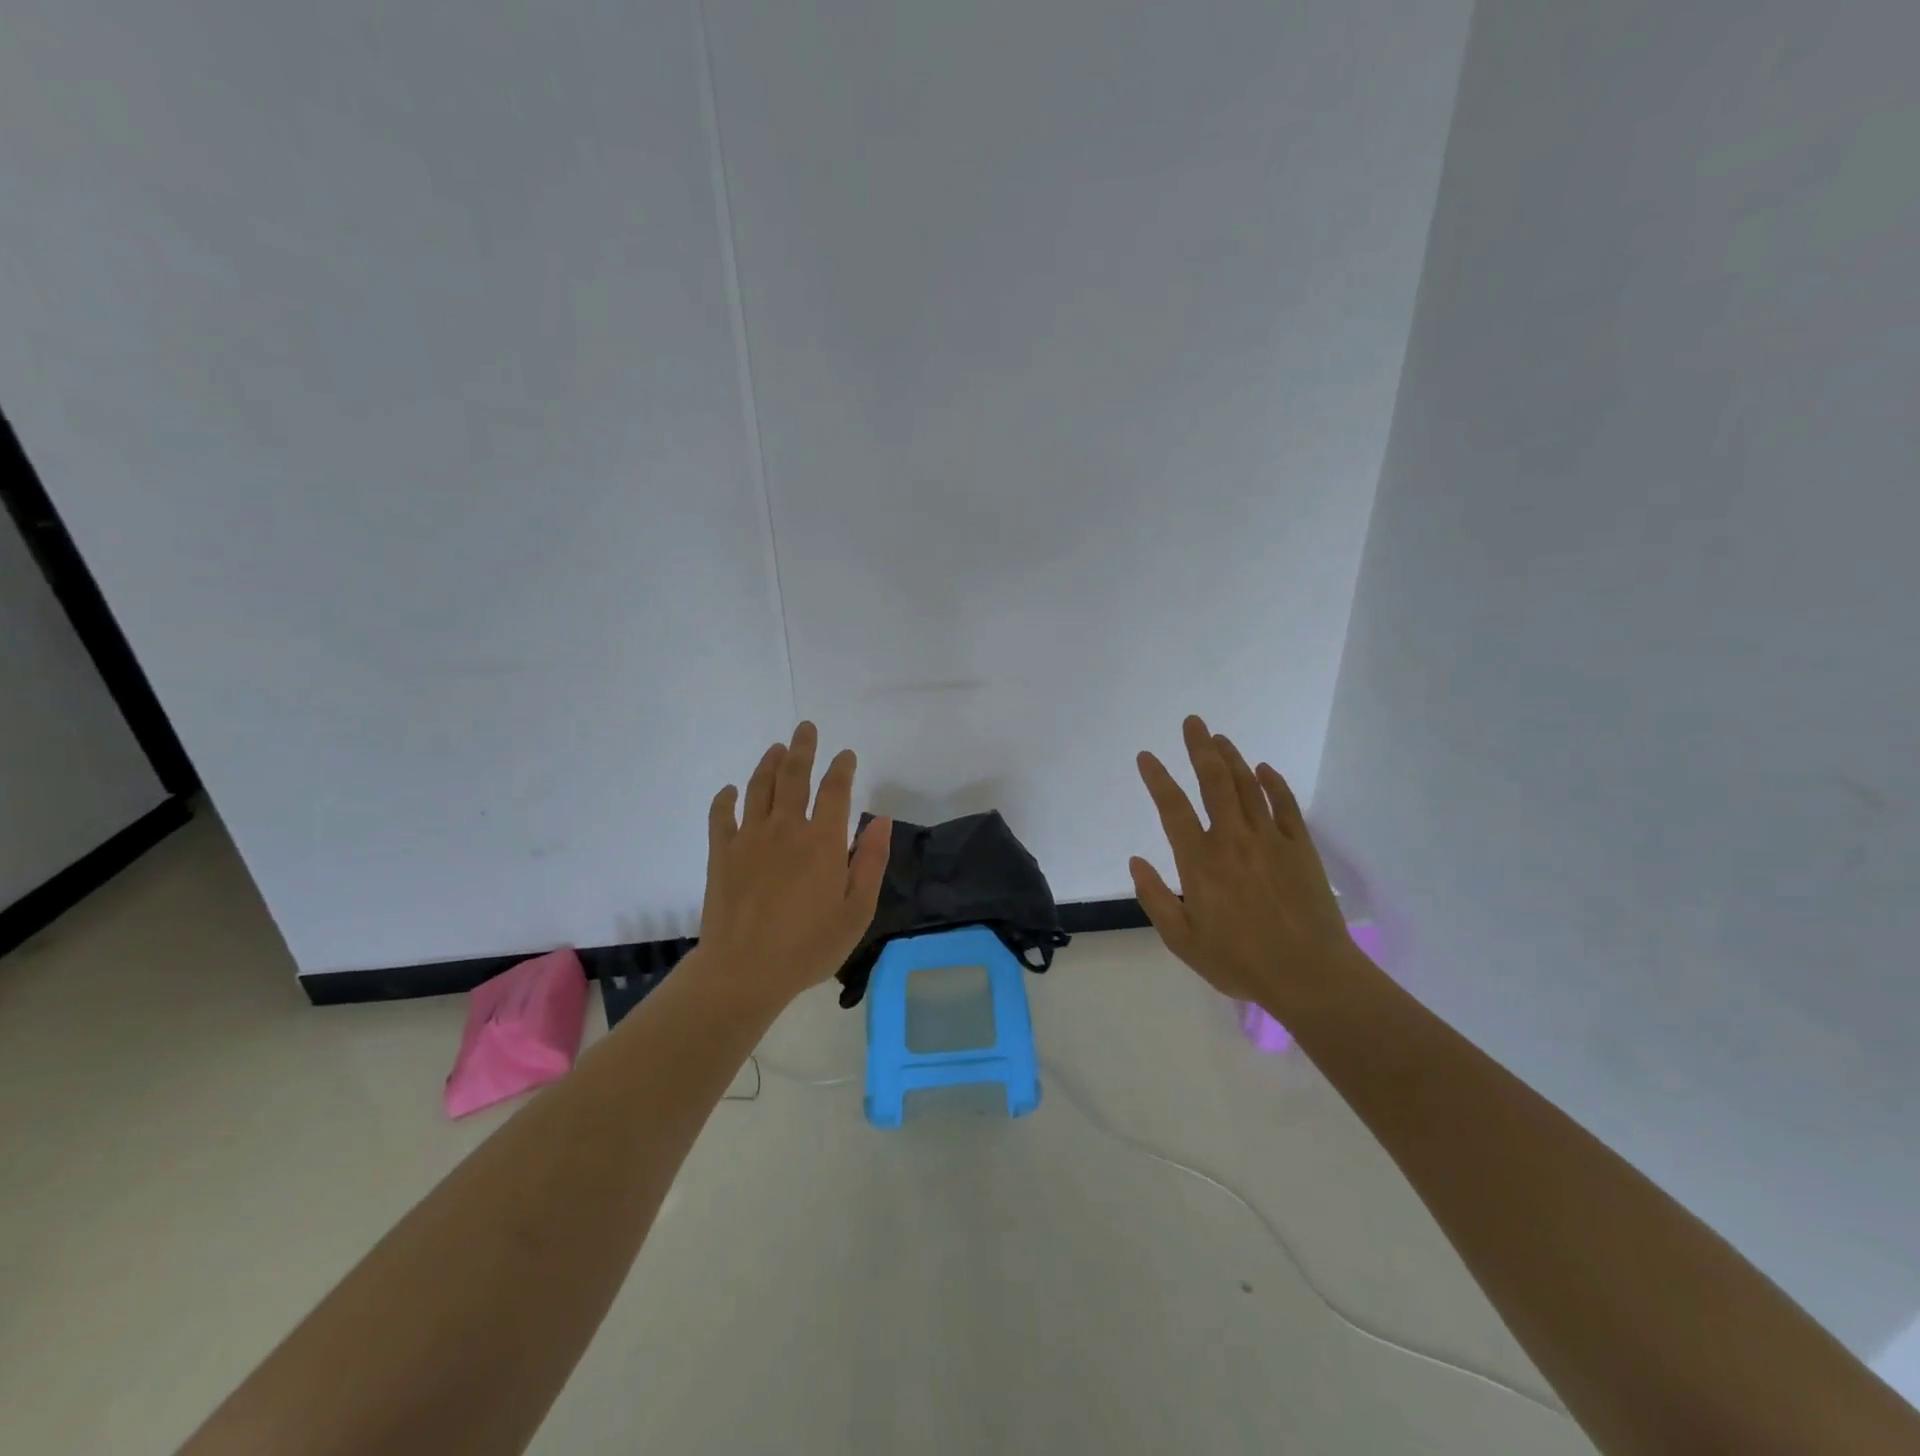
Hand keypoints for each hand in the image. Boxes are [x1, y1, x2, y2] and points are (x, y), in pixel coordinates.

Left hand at [694, 722, 891, 1009]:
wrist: (744, 970)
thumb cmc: (809, 946)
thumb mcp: (857, 910)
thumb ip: (871, 861)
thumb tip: (881, 819)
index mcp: (823, 841)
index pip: (835, 790)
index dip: (842, 767)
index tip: (846, 755)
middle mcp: (786, 828)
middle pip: (794, 775)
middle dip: (803, 748)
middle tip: (805, 728)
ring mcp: (749, 837)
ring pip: (758, 786)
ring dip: (768, 763)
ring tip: (776, 748)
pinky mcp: (721, 852)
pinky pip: (721, 814)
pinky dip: (726, 798)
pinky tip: (730, 791)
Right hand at [1130, 715, 1355, 1009]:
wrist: (1310, 975)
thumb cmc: (1240, 961)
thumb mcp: (1182, 940)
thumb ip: (1155, 898)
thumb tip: (1136, 861)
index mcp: (1200, 861)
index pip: (1172, 808)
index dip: (1157, 778)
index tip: (1146, 756)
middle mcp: (1233, 839)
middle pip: (1214, 782)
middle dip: (1200, 748)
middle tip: (1193, 723)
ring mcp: (1270, 839)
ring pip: (1247, 786)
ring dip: (1232, 758)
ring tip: (1219, 738)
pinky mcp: (1300, 847)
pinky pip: (1285, 805)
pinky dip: (1273, 783)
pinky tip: (1264, 769)